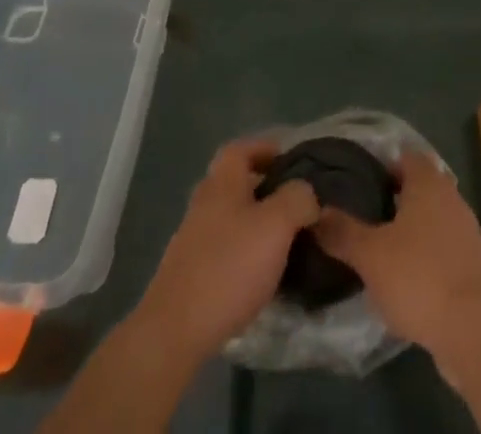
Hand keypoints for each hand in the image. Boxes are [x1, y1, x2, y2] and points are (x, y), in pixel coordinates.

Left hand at [132, 137, 319, 358]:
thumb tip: (307, 193)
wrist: (173, 333)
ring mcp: (193, 240)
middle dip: (267, 190)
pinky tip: (262, 275)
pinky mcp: (190, 274)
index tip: (292, 163)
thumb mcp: (277, 224)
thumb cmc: (229, 266)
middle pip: (237, 183)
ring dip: (258, 225)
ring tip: (287, 242)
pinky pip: (225, 250)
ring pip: (232, 218)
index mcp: (222, 182)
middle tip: (296, 205)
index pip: (242, 148)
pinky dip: (245, 254)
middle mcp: (204, 203)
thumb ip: (298, 198)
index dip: (266, 149)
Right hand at [314, 152, 480, 351]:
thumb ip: (342, 232)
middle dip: (389, 199)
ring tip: (375, 248)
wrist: (476, 329)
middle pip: (416, 186)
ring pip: (429, 218)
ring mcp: (465, 230)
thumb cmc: (420, 277)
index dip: (379, 165)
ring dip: (406, 229)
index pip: (403, 156)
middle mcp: (450, 196)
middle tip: (358, 216)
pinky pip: (440, 247)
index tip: (354, 182)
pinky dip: (422, 255)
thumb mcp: (371, 255)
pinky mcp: (471, 263)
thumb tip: (316, 211)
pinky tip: (403, 278)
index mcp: (428, 182)